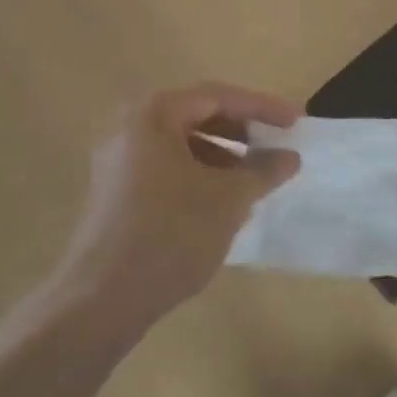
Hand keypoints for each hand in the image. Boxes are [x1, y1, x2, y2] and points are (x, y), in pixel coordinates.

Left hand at [52, 84, 301, 335]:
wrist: (101, 300)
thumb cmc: (170, 234)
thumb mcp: (227, 199)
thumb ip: (262, 170)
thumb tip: (290, 156)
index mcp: (153, 114)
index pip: (217, 96)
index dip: (261, 107)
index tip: (296, 121)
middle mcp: (129, 126)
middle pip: (196, 115)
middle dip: (240, 130)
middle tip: (275, 146)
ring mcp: (117, 159)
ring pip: (181, 144)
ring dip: (221, 155)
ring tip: (253, 179)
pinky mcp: (114, 191)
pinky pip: (165, 167)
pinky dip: (197, 174)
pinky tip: (220, 202)